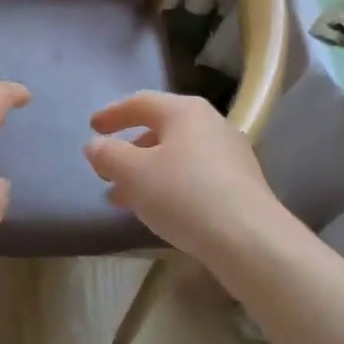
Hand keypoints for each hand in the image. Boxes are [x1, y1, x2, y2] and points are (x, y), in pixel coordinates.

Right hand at [83, 91, 287, 262]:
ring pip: (178, 156)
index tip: (92, 127)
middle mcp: (211, 124)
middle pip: (162, 129)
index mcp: (185, 111)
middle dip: (130, 149)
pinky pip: (196, 176)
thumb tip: (95, 145)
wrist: (251, 241)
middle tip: (107, 167)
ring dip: (148, 172)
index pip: (141, 102)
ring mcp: (231, 154)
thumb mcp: (134, 174)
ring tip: (124, 197)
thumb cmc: (184, 195)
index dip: (113, 114)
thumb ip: (109, 155)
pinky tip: (159, 210)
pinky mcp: (242, 185)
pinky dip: (171, 185)